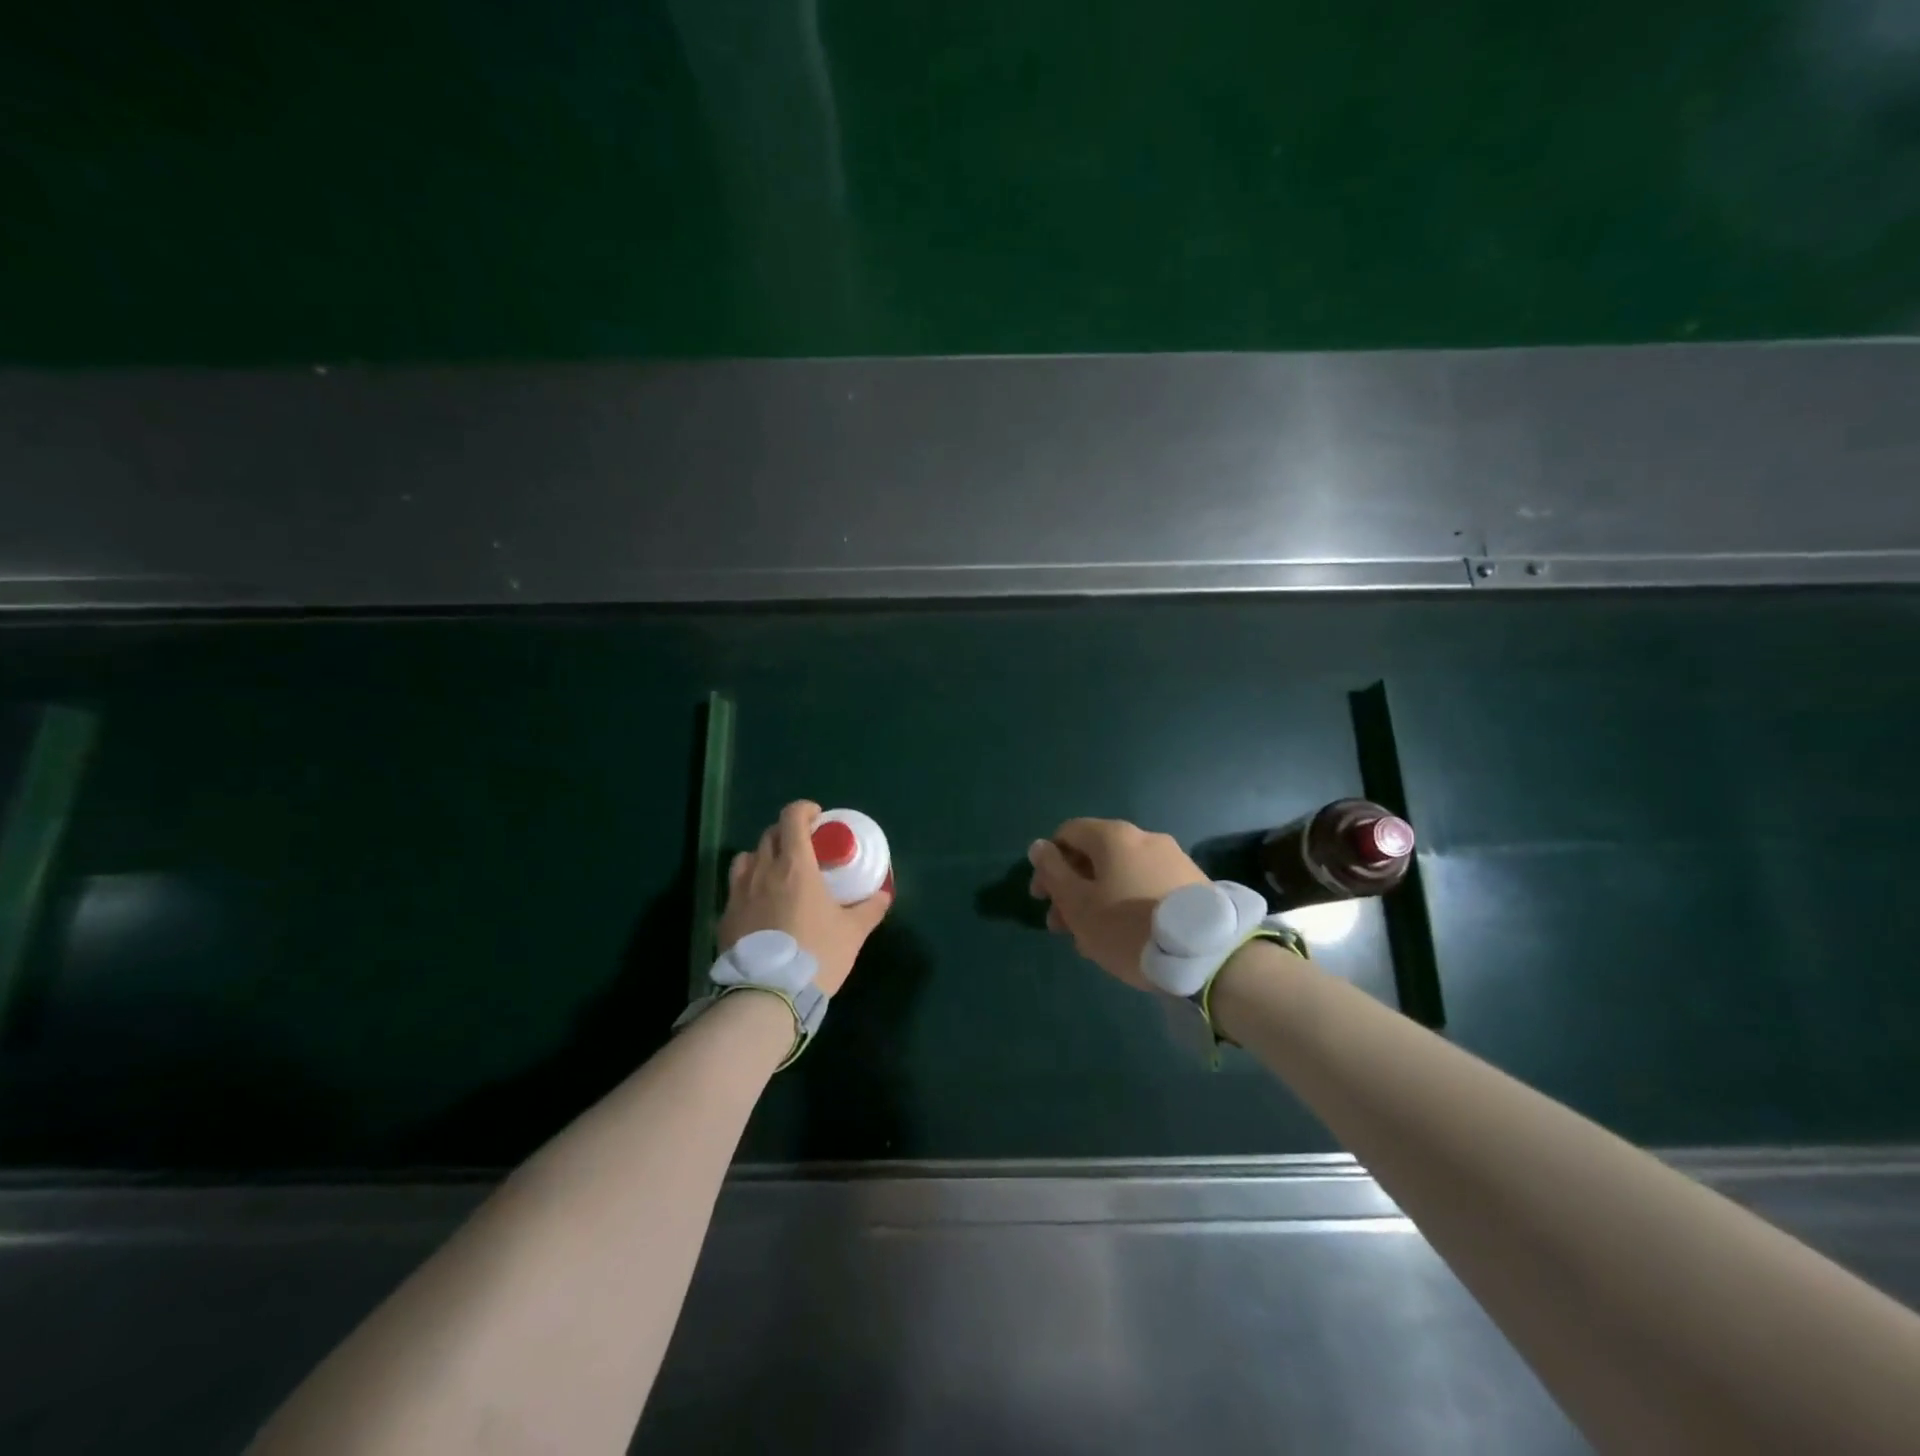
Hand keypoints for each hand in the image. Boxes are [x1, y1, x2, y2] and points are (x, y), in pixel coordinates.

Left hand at [719, 800, 891, 995]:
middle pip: (770, 834)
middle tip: (804, 848)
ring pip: (746, 858)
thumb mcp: (852, 933)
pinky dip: (749, 886)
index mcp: (796, 866)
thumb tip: (884, 894)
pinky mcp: (725, 916)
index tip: (818, 819)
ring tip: (777, 874)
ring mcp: (739, 893)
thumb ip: (870, 909)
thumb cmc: (817, 955)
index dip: (805, 810)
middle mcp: (763, 871)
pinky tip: (760, 907)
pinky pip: (735, 888)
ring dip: (763, 857)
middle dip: (787, 833)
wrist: (768, 995)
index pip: (792, 817)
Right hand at [1027, 818, 1207, 988]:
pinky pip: (1146, 886)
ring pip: (1120, 874)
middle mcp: (1144, 837)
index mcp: (1114, 836)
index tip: (1042, 898)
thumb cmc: (1128, 927)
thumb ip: (1053, 872)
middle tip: (1063, 927)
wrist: (1206, 955)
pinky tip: (1125, 938)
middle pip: (1095, 856)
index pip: (1068, 833)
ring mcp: (1173, 859)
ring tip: (1092, 941)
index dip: (1047, 862)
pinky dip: (1127, 904)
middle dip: (1072, 888)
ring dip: (1098, 900)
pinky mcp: (1193, 883)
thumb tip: (1039, 846)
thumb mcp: (1078, 904)